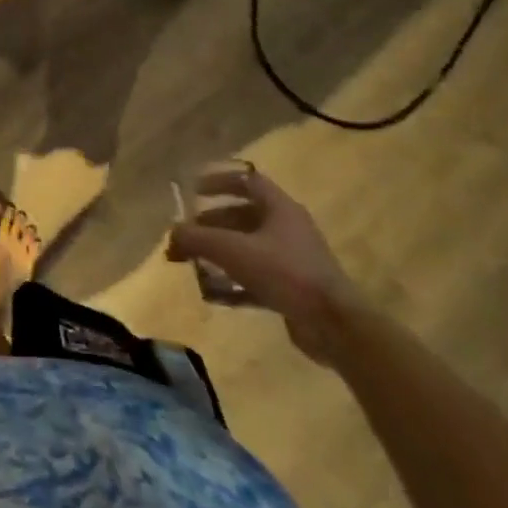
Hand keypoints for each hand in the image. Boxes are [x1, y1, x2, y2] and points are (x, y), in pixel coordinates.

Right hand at [167, 166, 360, 363]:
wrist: (336, 326)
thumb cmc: (284, 273)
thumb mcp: (232, 250)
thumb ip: (197, 239)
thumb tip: (171, 235)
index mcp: (280, 208)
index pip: (247, 180)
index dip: (219, 181)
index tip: (193, 190)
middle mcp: (288, 229)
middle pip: (244, 216)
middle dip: (212, 223)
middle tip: (188, 233)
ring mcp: (293, 260)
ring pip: (248, 248)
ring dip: (220, 253)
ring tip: (195, 263)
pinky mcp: (294, 289)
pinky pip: (257, 277)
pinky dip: (234, 282)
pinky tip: (213, 294)